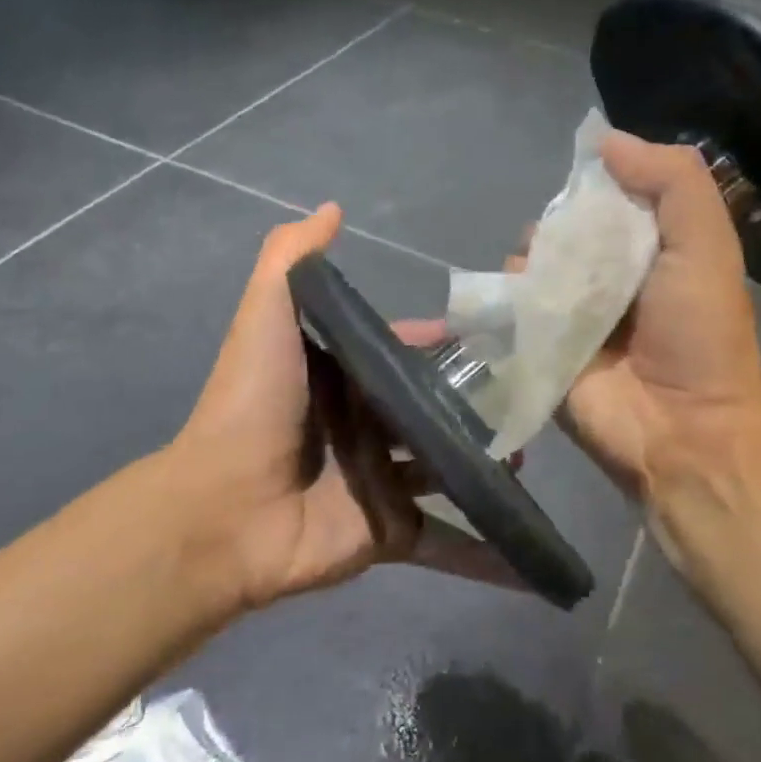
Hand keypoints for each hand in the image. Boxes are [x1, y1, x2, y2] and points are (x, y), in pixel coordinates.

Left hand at [172, 205, 517, 609]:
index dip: (440, 343)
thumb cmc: (255, 404)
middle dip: (478, 404)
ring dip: (490, 464)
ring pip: (448, 469)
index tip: (495, 337)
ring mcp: (382, 481)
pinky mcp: (392, 533)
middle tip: (532, 395)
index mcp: (343, 378)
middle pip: (433, 411)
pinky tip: (532, 553)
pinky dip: (486, 553)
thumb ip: (292, 258)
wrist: (226, 508)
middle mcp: (365, 426)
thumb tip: (332, 208)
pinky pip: (447, 542)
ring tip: (535, 450)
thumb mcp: (266, 315)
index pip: (403, 353)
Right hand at [545, 133, 760, 532]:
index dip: (596, 184)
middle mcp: (607, 277)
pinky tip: (521, 301)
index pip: (609, 198)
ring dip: (531, 261)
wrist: (678, 431)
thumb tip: (606, 140)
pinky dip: (508, 296)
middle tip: (569, 246)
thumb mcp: (706, 244)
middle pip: (564, 229)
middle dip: (559, 226)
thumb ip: (671, 182)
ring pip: (531, 264)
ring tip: (547, 283)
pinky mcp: (539, 345)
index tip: (588, 182)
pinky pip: (510, 307)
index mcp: (649, 249)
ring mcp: (570, 313)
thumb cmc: (699, 335)